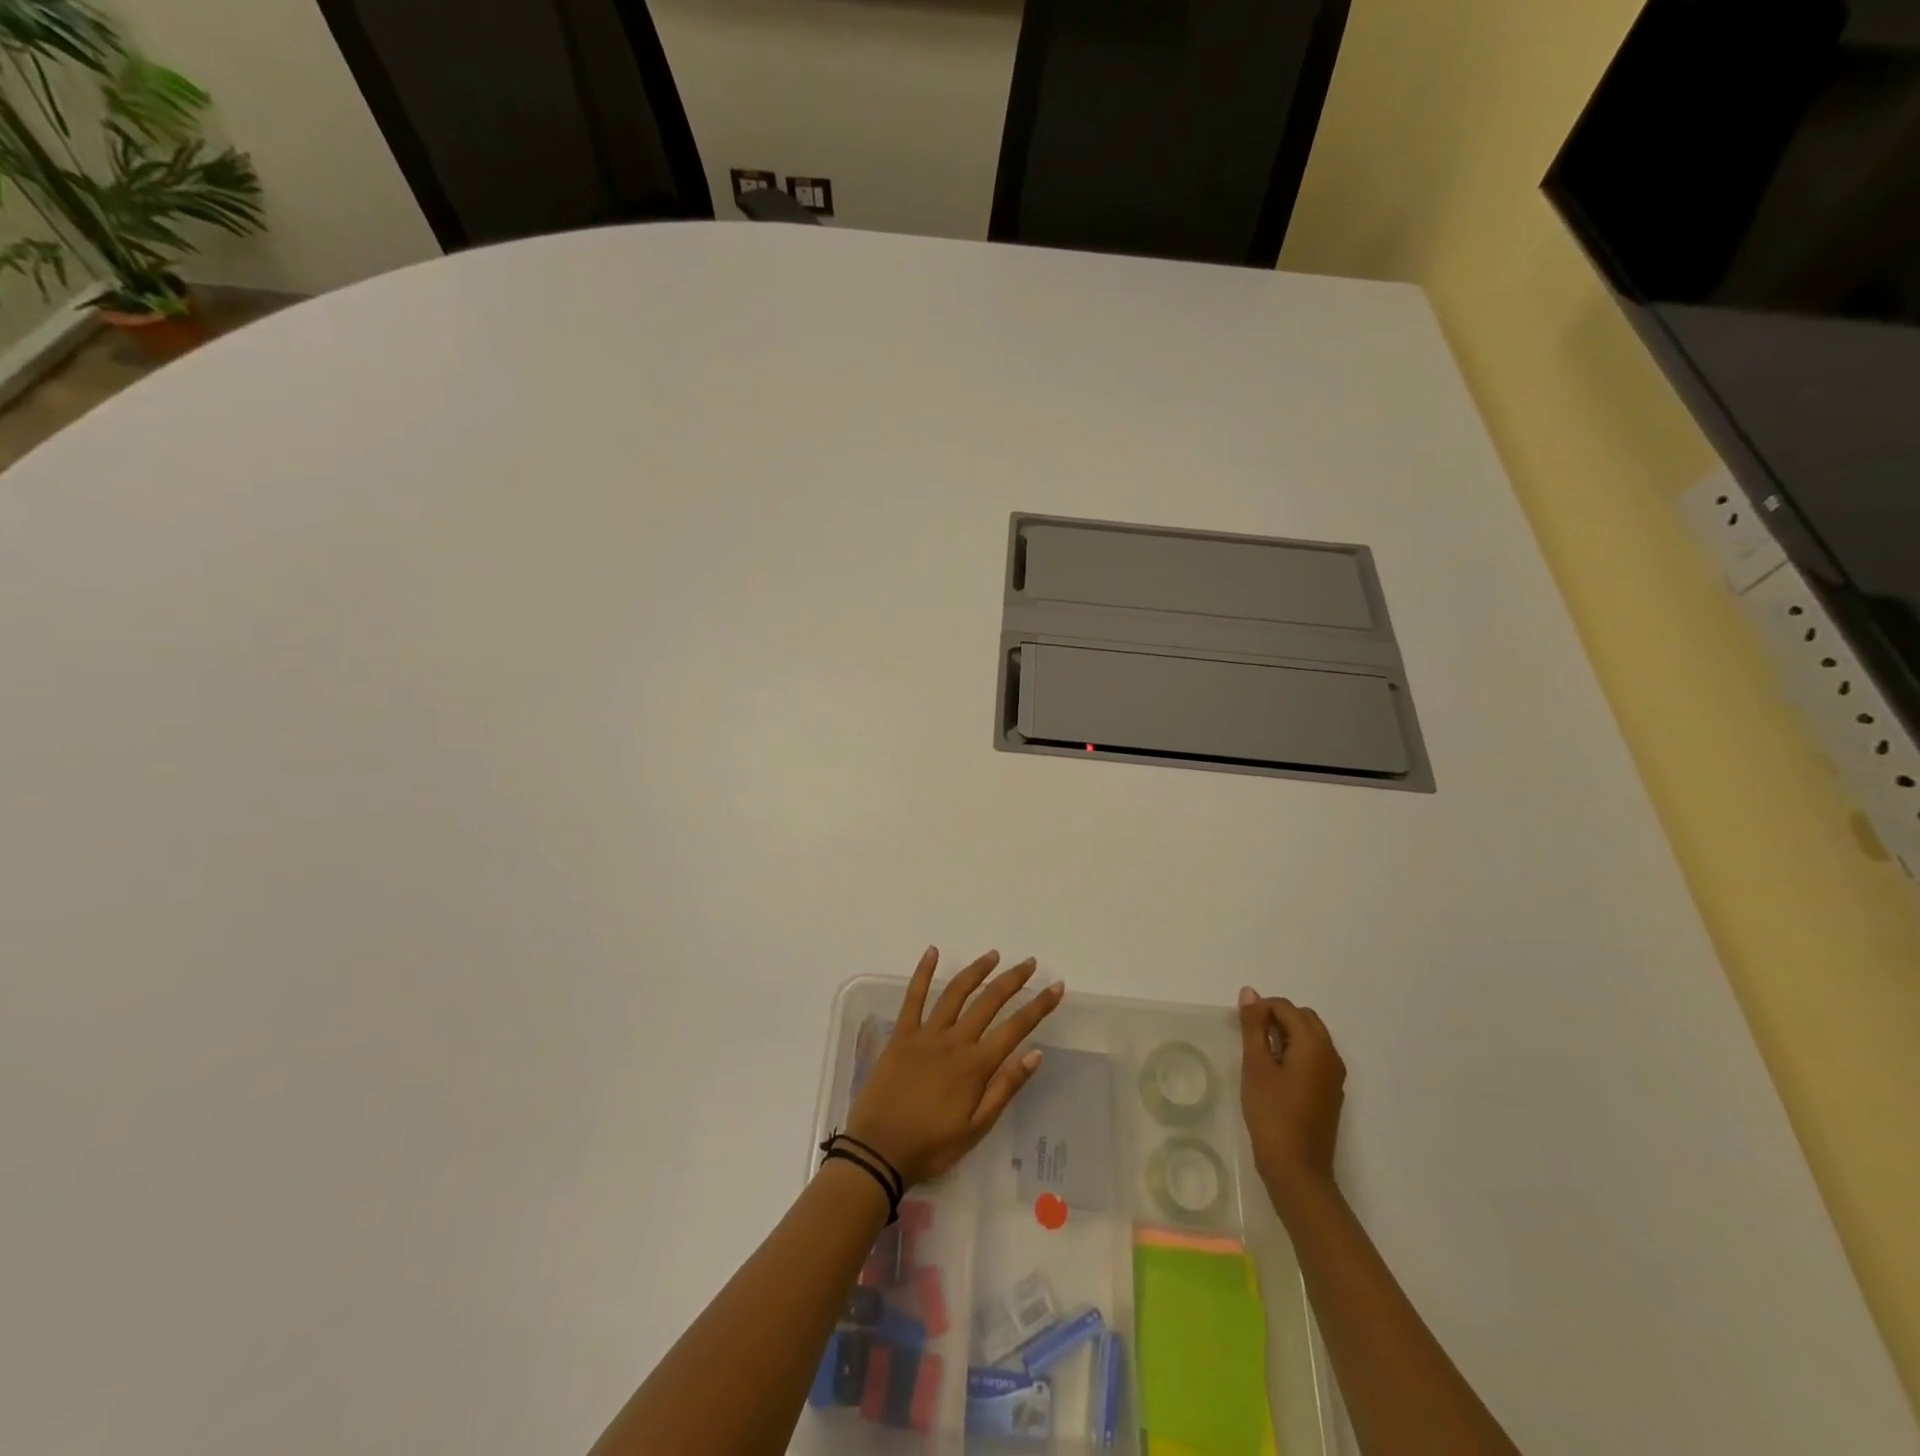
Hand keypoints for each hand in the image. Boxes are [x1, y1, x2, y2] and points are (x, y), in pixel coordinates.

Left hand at [844, 948, 1064, 1186]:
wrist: (878, 1151)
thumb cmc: (931, 1145)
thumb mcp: (976, 1128)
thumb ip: (1005, 1088)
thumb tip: (1036, 1054)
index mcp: (975, 1065)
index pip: (1016, 1028)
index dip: (1039, 1006)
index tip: (1056, 987)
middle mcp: (954, 1041)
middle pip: (989, 1002)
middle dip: (1012, 980)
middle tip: (1029, 963)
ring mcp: (926, 1034)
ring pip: (956, 993)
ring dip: (976, 971)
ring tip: (993, 955)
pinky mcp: (901, 1034)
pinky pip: (913, 997)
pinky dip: (923, 972)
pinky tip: (932, 951)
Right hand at [1238, 988, 1345, 1213]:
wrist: (1297, 1170)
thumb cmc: (1272, 1114)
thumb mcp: (1255, 1065)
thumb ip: (1253, 1026)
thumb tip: (1250, 992)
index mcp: (1314, 1045)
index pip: (1286, 1007)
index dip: (1261, 1009)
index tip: (1241, 1029)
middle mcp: (1331, 1055)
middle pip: (1303, 1018)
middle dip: (1276, 1018)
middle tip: (1250, 1039)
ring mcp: (1334, 1076)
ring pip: (1310, 1037)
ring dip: (1286, 1036)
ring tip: (1260, 1057)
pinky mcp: (1330, 1092)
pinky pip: (1314, 1057)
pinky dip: (1295, 1054)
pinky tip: (1275, 1075)